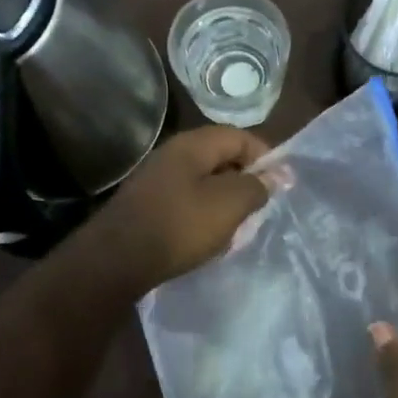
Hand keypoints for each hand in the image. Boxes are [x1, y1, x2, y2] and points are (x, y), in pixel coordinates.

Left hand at [85, 127, 271, 294]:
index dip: (265, 156)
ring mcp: (156, 178)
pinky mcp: (147, 203)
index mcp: (193, 145)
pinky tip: (208, 237)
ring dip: (224, 200)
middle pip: (220, 157)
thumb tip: (278, 174)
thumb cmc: (179, 226)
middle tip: (261, 207)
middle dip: (245, 180)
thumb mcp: (228, 205)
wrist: (116, 260)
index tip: (281, 184)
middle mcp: (172, 153)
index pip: (239, 137)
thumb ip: (256, 187)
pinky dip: (203, 213)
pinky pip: (185, 199)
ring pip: (203, 181)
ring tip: (238, 226)